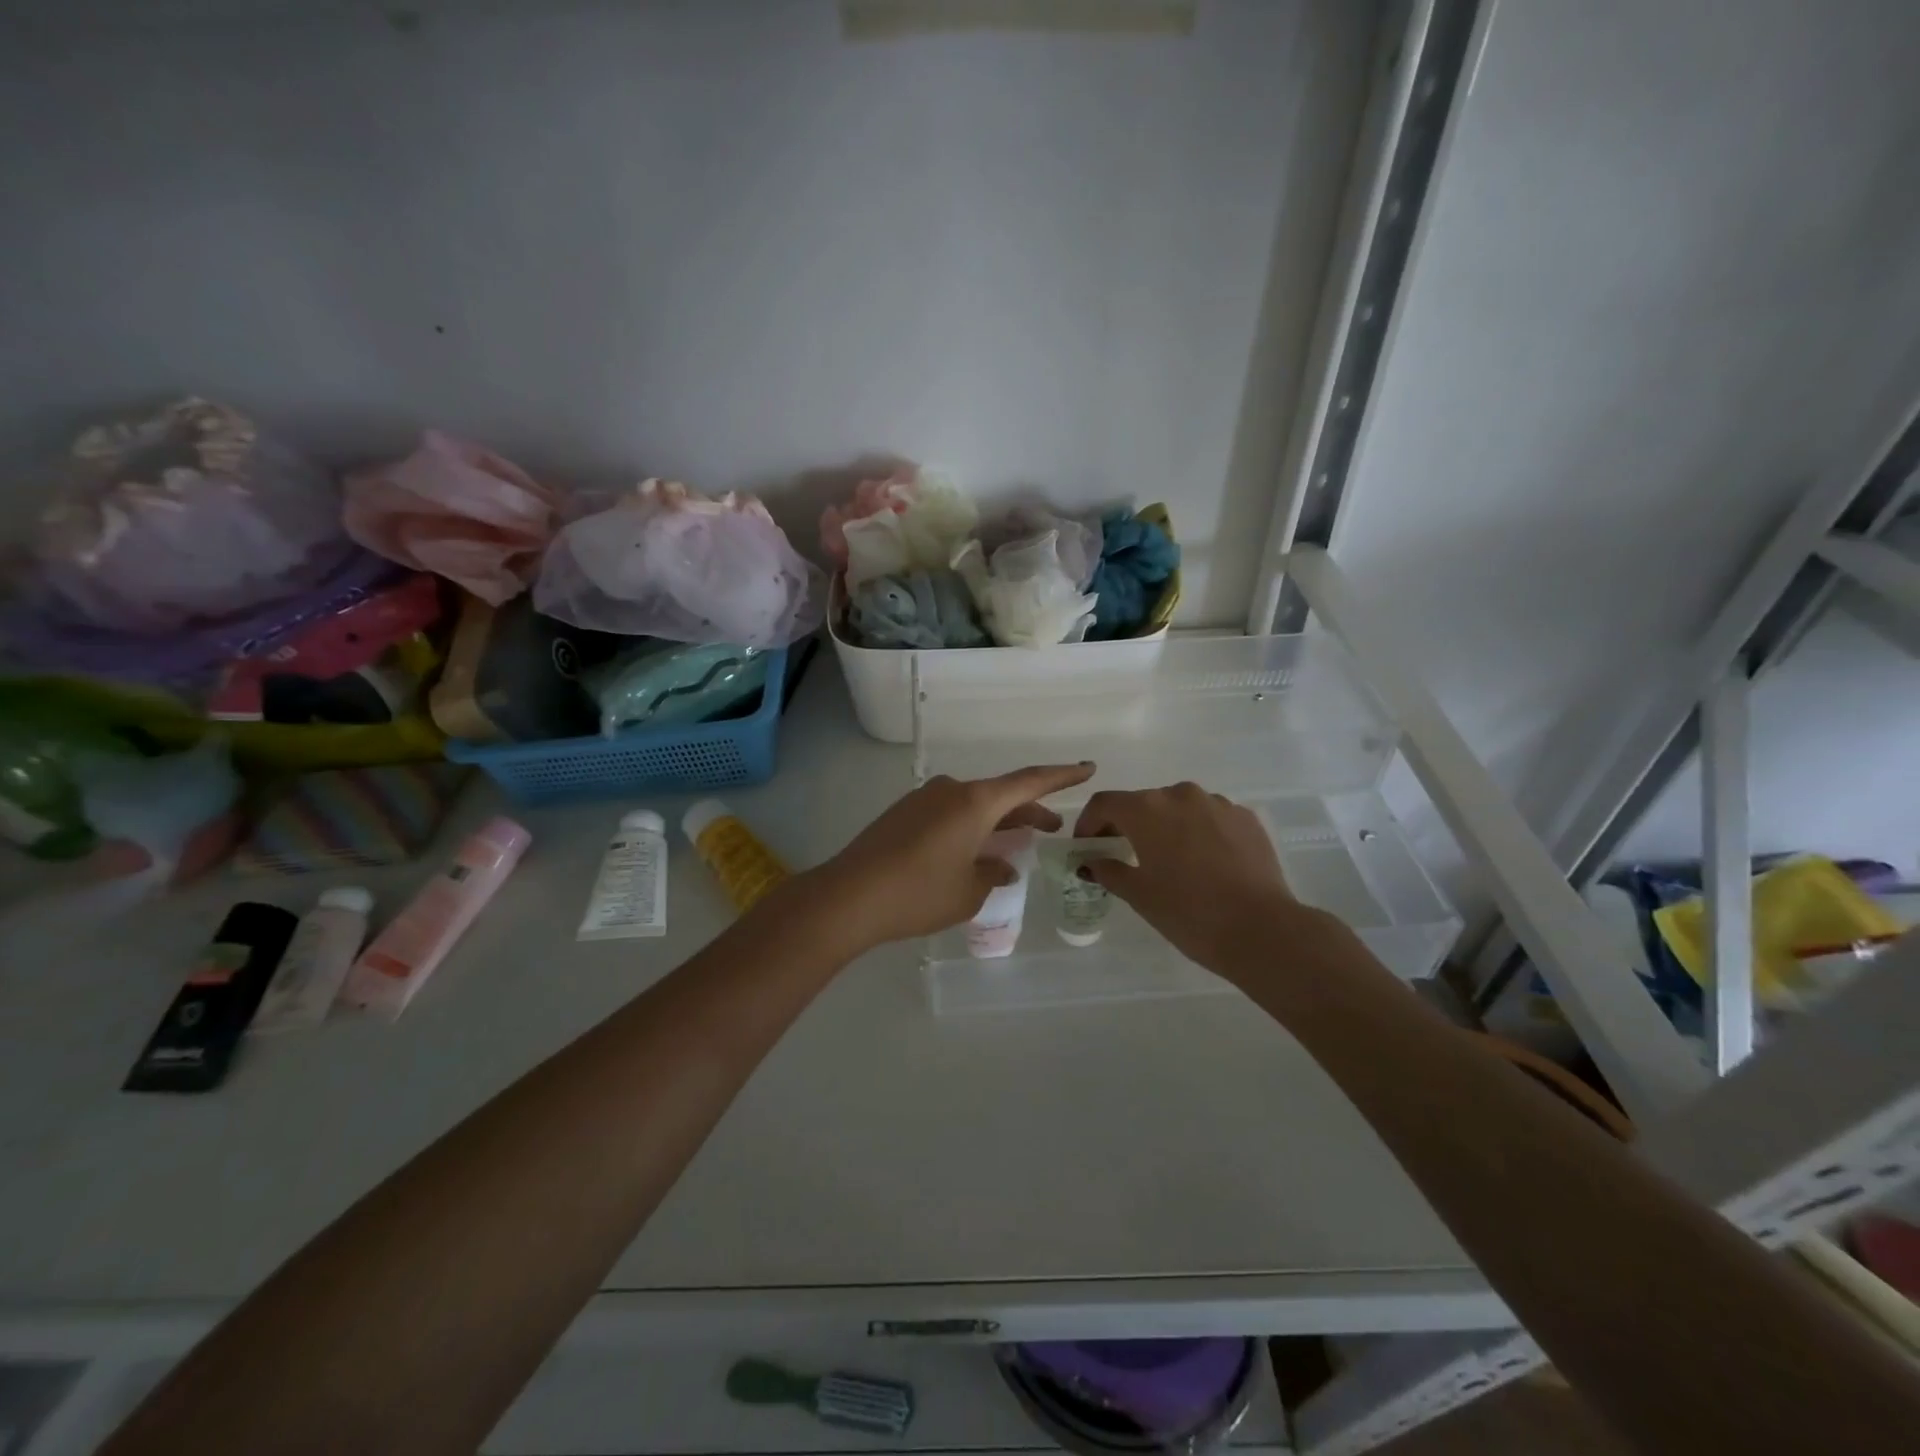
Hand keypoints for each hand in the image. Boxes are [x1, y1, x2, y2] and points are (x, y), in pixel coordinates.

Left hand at [811, 763, 1095, 951]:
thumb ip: (993, 874)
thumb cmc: (919, 893)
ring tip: (1015, 845)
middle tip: (1053, 828)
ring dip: (997, 822)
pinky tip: (972, 853)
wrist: (849, 896)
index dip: (1062, 776)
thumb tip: (1001, 865)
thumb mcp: (968, 892)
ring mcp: (924, 799)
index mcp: (975, 801)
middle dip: (1029, 811)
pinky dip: (970, 828)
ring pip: (974, 805)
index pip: (1030, 782)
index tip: (1087, 768)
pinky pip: (949, 814)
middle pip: (1001, 795)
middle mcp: (951, 790)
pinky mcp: (904, 814)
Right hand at [1073, 782, 1307, 977]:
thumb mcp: (1139, 895)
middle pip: (1142, 803)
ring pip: (1179, 808)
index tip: (1087, 847)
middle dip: (1127, 825)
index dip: (1089, 823)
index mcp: (1147, 809)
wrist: (1261, 929)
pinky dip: (1198, 833)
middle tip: (1123, 855)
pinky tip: (1204, 863)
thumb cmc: (1188, 912)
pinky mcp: (1246, 818)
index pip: (1105, 804)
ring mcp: (1218, 803)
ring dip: (1166, 827)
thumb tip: (1091, 862)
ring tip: (1169, 860)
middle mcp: (1180, 795)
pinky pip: (1210, 818)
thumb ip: (1109, 871)